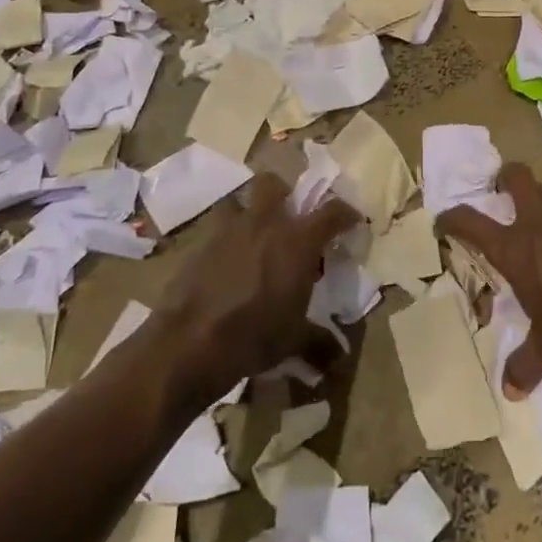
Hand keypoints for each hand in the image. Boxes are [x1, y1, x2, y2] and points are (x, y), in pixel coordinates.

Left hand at [154, 172, 359, 406]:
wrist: (190, 342)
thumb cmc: (254, 336)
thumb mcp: (293, 341)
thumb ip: (319, 341)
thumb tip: (338, 357)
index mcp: (298, 240)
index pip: (332, 211)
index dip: (346, 213)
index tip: (351, 221)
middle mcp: (265, 223)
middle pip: (274, 184)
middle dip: (284, 194)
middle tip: (289, 218)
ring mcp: (228, 230)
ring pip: (239, 200)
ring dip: (248, 211)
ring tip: (253, 235)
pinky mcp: (200, 244)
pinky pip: (216, 229)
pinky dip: (224, 239)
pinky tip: (226, 263)